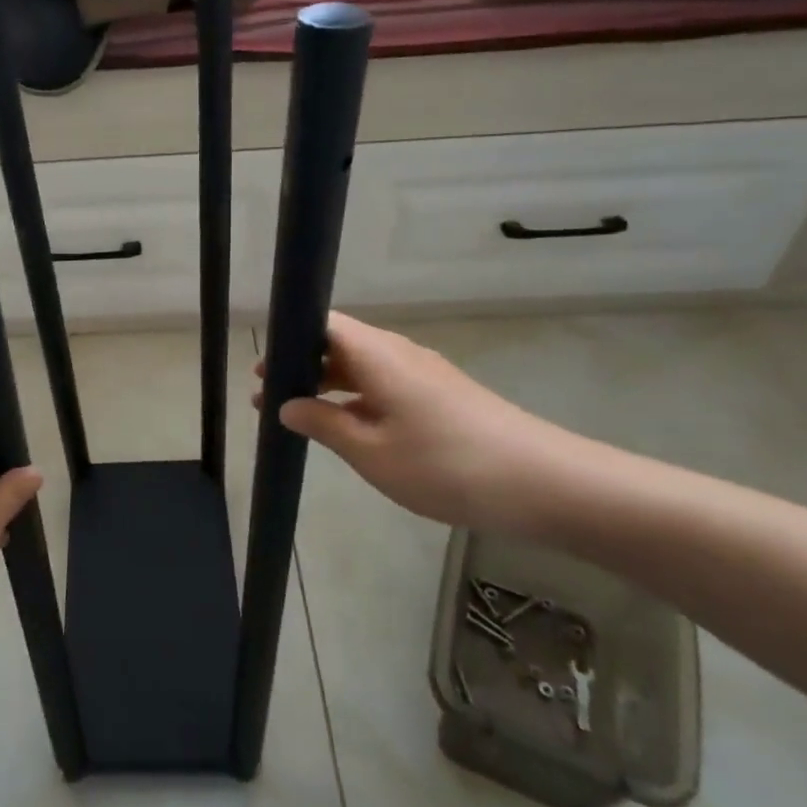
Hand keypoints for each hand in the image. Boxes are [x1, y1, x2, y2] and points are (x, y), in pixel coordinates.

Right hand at [257, 312, 575, 533]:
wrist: (544, 484)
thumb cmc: (445, 464)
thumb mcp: (371, 452)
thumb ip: (323, 424)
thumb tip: (286, 405)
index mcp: (376, 354)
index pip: (323, 322)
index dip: (289, 337)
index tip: (262, 365)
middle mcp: (398, 353)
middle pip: (340, 343)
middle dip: (301, 364)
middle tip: (265, 393)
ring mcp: (423, 374)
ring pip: (362, 366)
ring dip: (327, 384)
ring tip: (295, 412)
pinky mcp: (441, 395)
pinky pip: (385, 385)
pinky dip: (356, 399)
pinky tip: (346, 428)